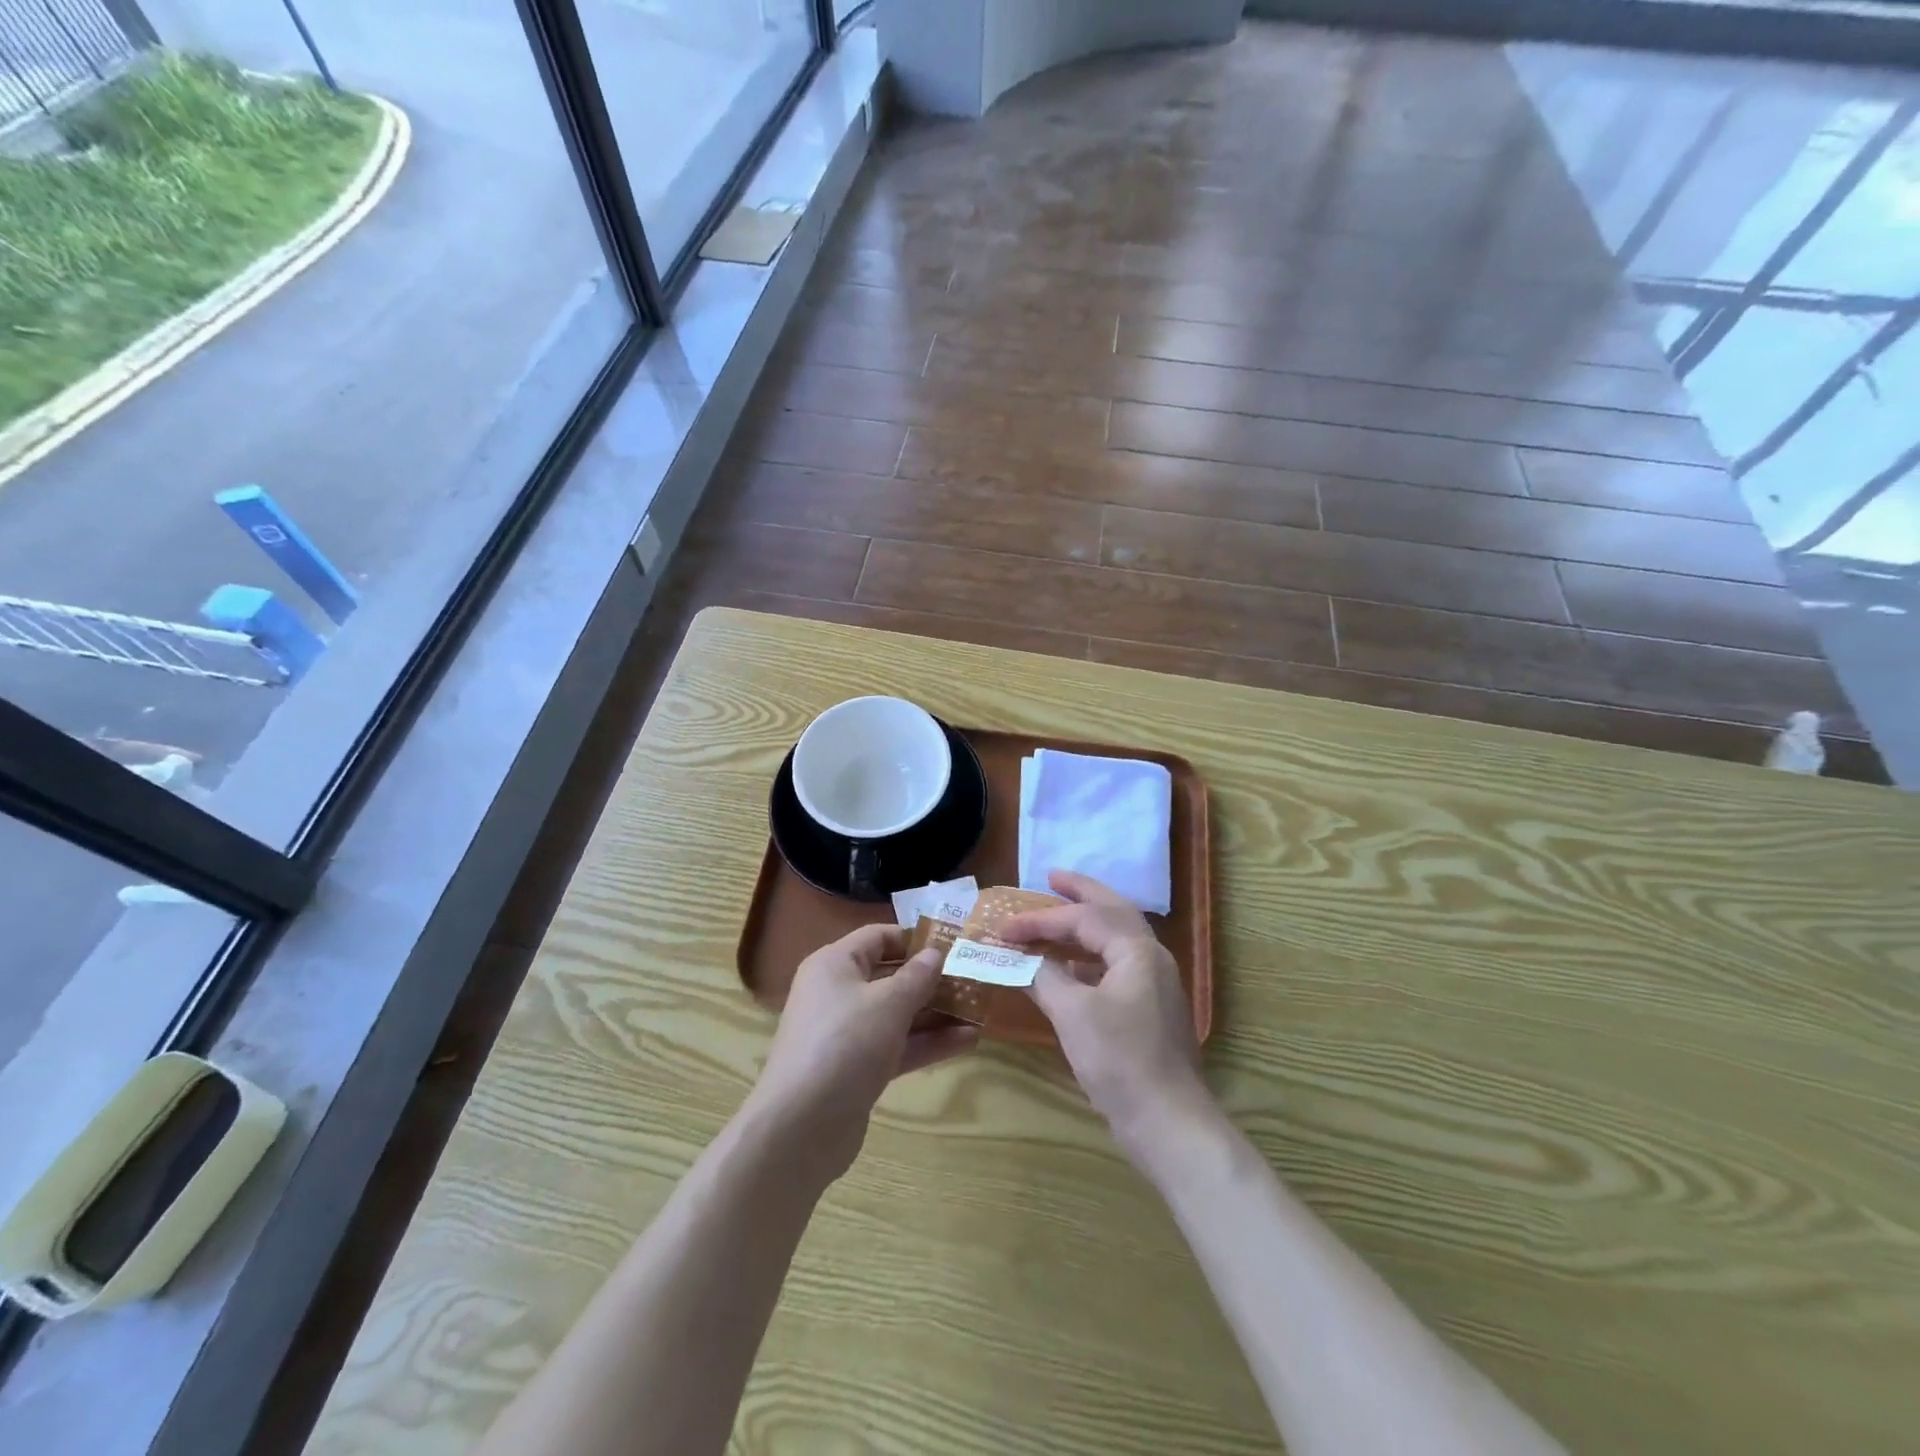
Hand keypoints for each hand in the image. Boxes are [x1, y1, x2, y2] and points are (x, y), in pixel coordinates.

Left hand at [747, 924, 977, 1184]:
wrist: (800, 1128)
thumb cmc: (845, 1044)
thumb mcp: (888, 1003)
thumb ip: (917, 976)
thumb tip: (935, 953)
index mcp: (835, 964)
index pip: (878, 937)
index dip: (914, 937)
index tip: (954, 943)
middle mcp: (838, 993)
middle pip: (890, 976)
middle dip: (931, 978)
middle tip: (974, 977)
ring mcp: (847, 1034)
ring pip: (897, 1014)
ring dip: (936, 1013)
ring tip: (980, 1010)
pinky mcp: (857, 1070)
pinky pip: (897, 1046)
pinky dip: (927, 1043)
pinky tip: (967, 1042)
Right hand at [1001, 871, 1212, 1160]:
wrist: (1169, 1124)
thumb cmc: (1120, 1061)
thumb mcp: (1073, 1014)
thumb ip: (1045, 977)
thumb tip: (1021, 959)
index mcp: (1137, 951)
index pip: (1083, 918)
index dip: (1040, 919)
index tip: (1003, 927)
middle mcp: (1151, 958)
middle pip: (1113, 911)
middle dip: (1081, 892)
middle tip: (1051, 877)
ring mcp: (1154, 985)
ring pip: (1116, 939)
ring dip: (1085, 924)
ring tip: (1056, 916)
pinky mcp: (1148, 1011)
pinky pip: (1115, 966)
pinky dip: (1088, 959)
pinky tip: (1068, 970)